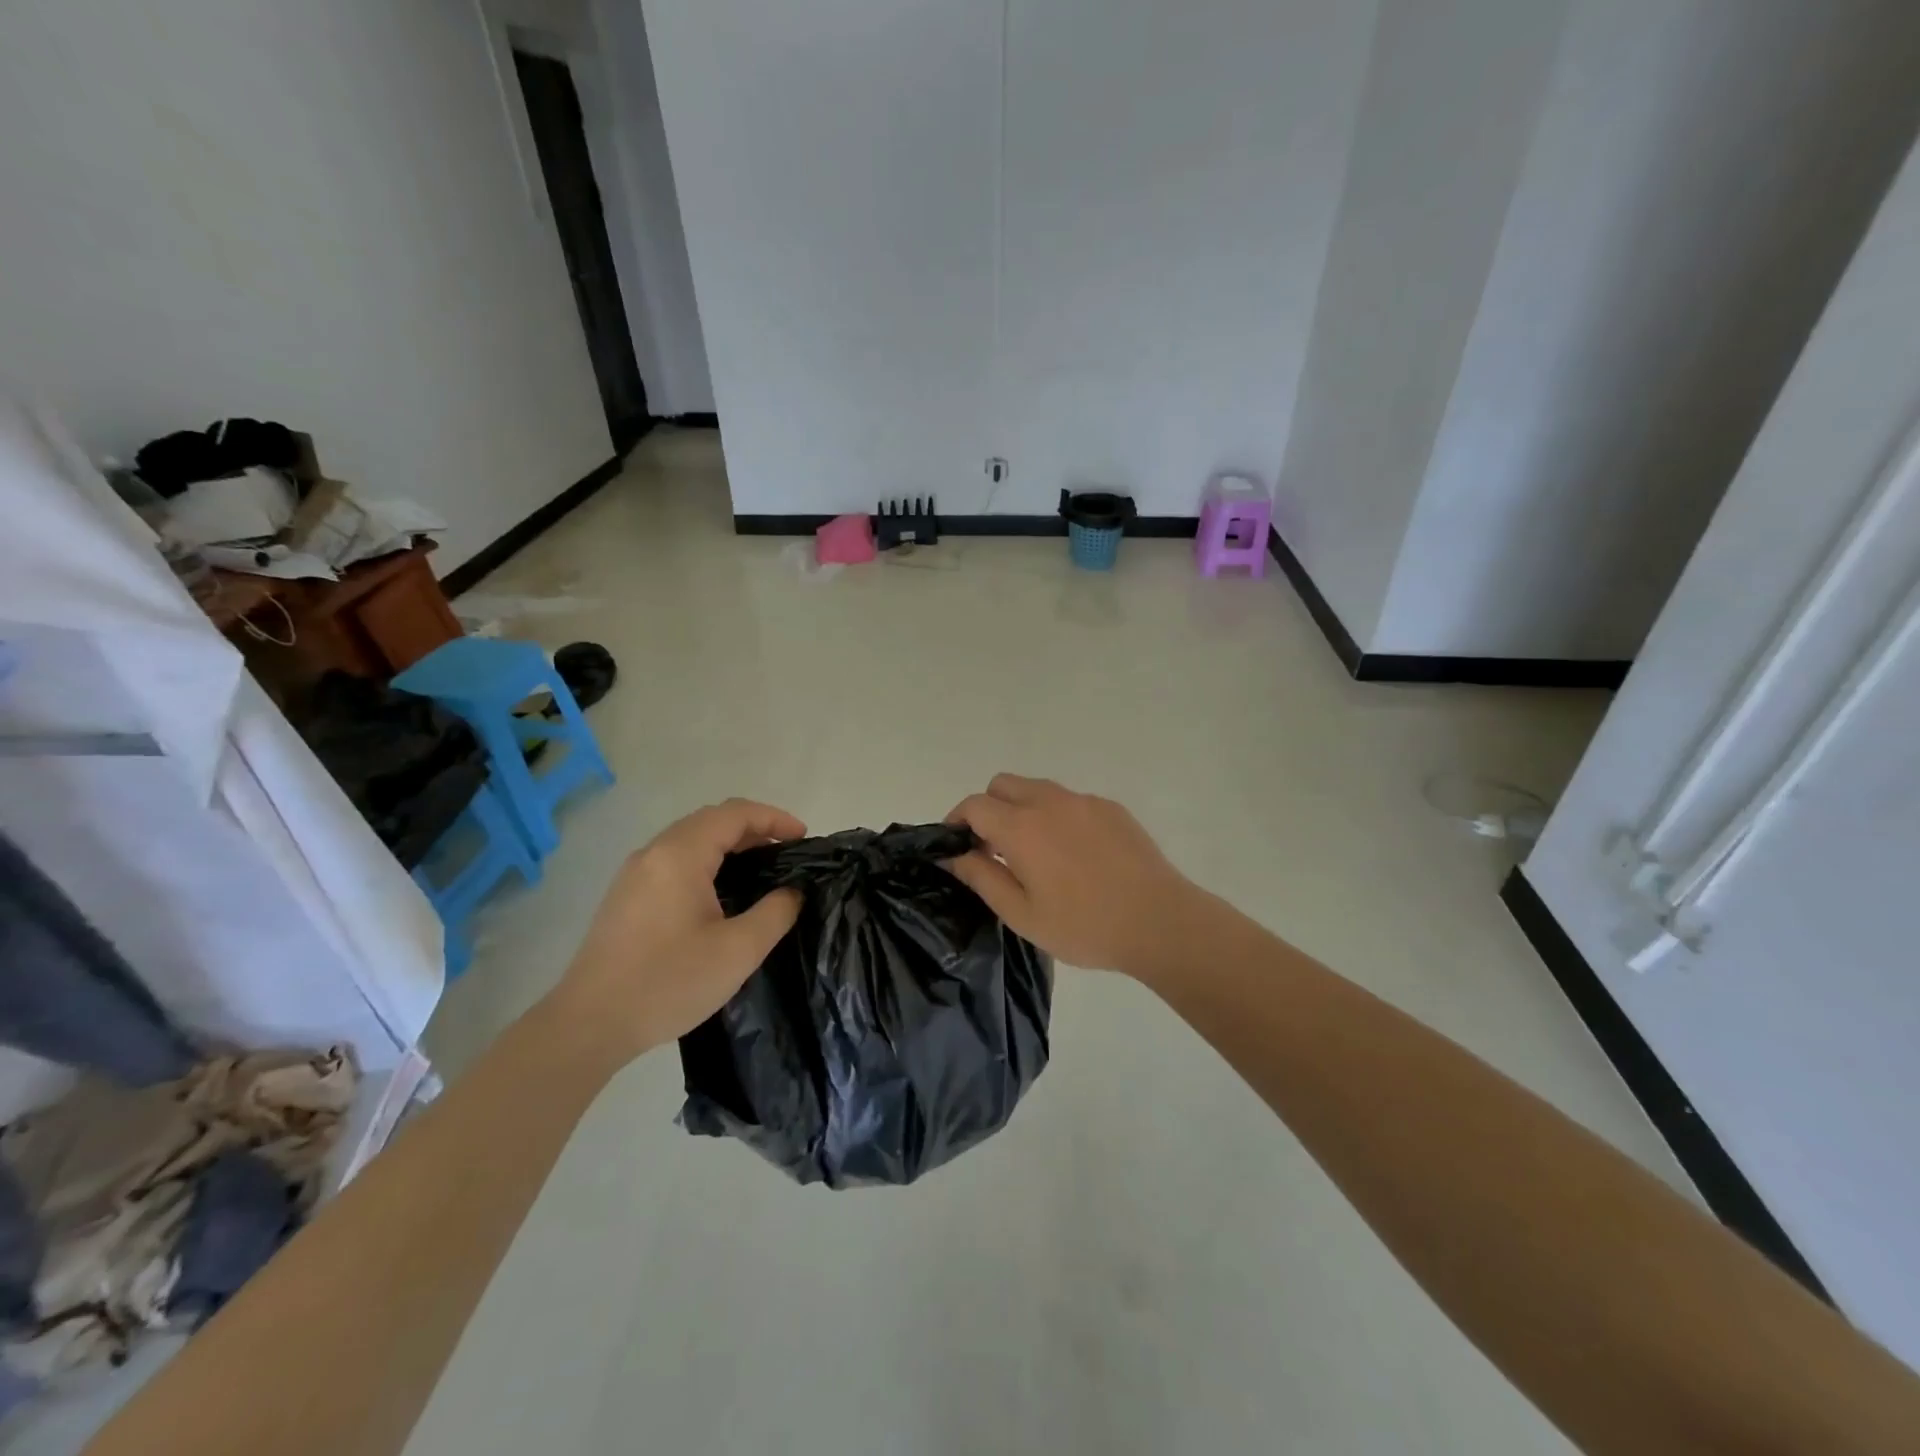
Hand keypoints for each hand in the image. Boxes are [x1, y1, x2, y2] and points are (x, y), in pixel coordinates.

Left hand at [549, 799, 805, 1061]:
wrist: (588, 1025)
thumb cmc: (668, 982)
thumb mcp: (738, 951)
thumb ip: (775, 912)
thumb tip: (792, 891)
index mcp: (680, 855)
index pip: (734, 814)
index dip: (774, 818)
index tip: (804, 838)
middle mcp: (654, 853)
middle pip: (711, 820)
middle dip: (754, 828)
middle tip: (786, 853)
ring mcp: (635, 873)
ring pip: (690, 839)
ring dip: (729, 844)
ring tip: (761, 870)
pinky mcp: (625, 896)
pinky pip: (674, 860)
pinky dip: (706, 860)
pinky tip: (721, 892)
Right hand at [944, 775, 1205, 978]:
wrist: (1159, 921)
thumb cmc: (1084, 926)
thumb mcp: (1022, 914)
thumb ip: (982, 878)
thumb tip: (954, 855)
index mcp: (1022, 827)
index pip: (974, 805)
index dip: (957, 821)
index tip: (957, 846)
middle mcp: (1049, 801)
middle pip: (1002, 784)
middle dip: (988, 808)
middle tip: (995, 849)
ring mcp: (1084, 801)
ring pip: (1037, 788)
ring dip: (1023, 809)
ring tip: (1035, 853)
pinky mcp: (1111, 808)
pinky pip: (1070, 801)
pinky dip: (1057, 816)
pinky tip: (1075, 855)